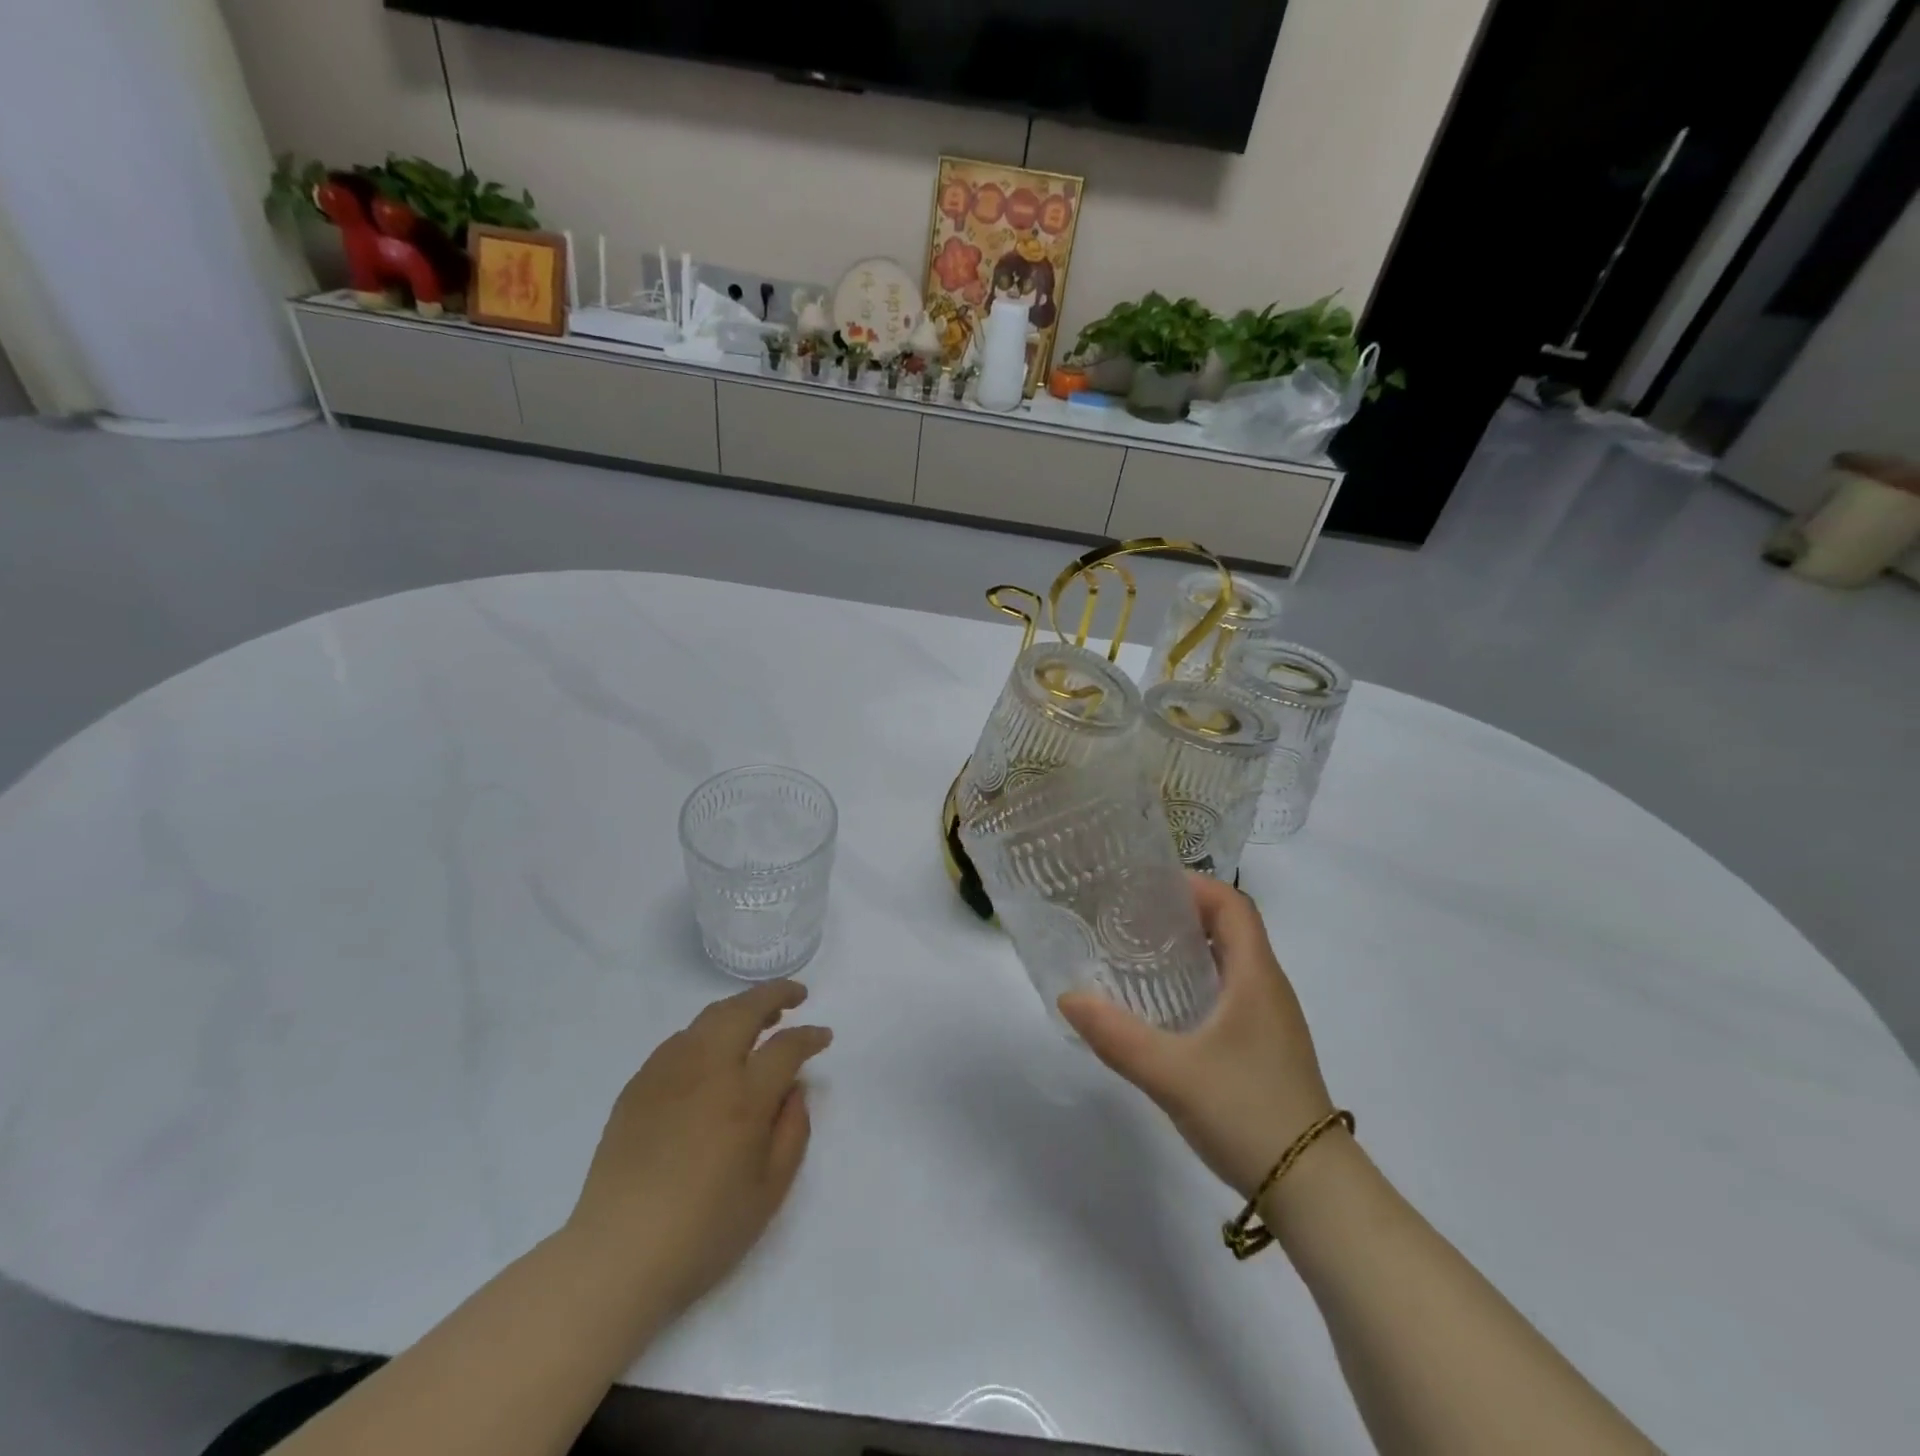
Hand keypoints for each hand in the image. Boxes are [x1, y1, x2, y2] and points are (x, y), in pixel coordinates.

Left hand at [565, 981, 831, 1315]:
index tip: (823, 1036)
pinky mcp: (638, 1085)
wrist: (616, 1258)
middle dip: (776, 994)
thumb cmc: (703, 1232)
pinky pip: (679, 1041)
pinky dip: (706, 1032)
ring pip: (709, 1017)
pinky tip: (712, 1052)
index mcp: (744, 1098)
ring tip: (758, 1017)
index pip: (786, 1046)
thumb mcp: (769, 1192)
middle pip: (745, 1010)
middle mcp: (706, 1071)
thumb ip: (793, 1131)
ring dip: (741, 1008)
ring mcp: (667, 1073)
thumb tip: (794, 1089)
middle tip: (797, 995)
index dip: (810, 1036)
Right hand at [1060, 874, 1334, 1196]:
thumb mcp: (1172, 1073)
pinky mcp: (1265, 1048)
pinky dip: (1197, 982)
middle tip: (1131, 916)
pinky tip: (1165, 1007)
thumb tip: (1068, 997)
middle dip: (1183, 913)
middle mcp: (1268, 988)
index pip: (1233, 904)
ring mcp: (1271, 1021)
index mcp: (1256, 976)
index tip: (1147, 885)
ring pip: (1230, 962)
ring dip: (1190, 948)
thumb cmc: (1248, 1114)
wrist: (1314, 1191)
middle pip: (1230, 928)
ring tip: (1139, 953)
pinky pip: (1230, 993)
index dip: (1194, 885)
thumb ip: (1116, 1035)